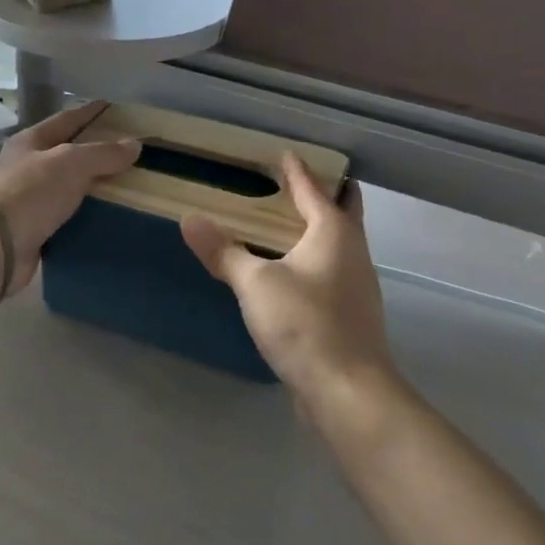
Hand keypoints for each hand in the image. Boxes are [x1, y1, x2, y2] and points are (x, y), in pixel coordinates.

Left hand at [0, 101, 139, 293]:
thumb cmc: (31, 193)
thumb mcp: (71, 163)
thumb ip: (103, 153)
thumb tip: (134, 144)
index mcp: (30, 142)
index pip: (67, 119)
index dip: (91, 112)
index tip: (115, 108)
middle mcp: (26, 167)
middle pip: (67, 154)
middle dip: (95, 152)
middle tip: (129, 153)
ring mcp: (27, 199)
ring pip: (67, 187)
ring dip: (92, 187)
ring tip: (126, 187)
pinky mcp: (33, 229)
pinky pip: (66, 217)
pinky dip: (85, 216)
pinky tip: (107, 218)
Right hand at [182, 156, 394, 396]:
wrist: (348, 391)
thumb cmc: (305, 324)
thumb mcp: (255, 283)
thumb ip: (223, 251)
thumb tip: (189, 219)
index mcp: (334, 233)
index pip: (314, 189)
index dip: (298, 170)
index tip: (284, 153)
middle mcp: (353, 252)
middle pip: (343, 211)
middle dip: (324, 193)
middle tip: (293, 182)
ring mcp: (355, 286)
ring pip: (338, 243)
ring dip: (318, 228)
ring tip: (284, 223)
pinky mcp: (349, 315)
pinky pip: (330, 271)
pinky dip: (312, 258)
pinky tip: (289, 272)